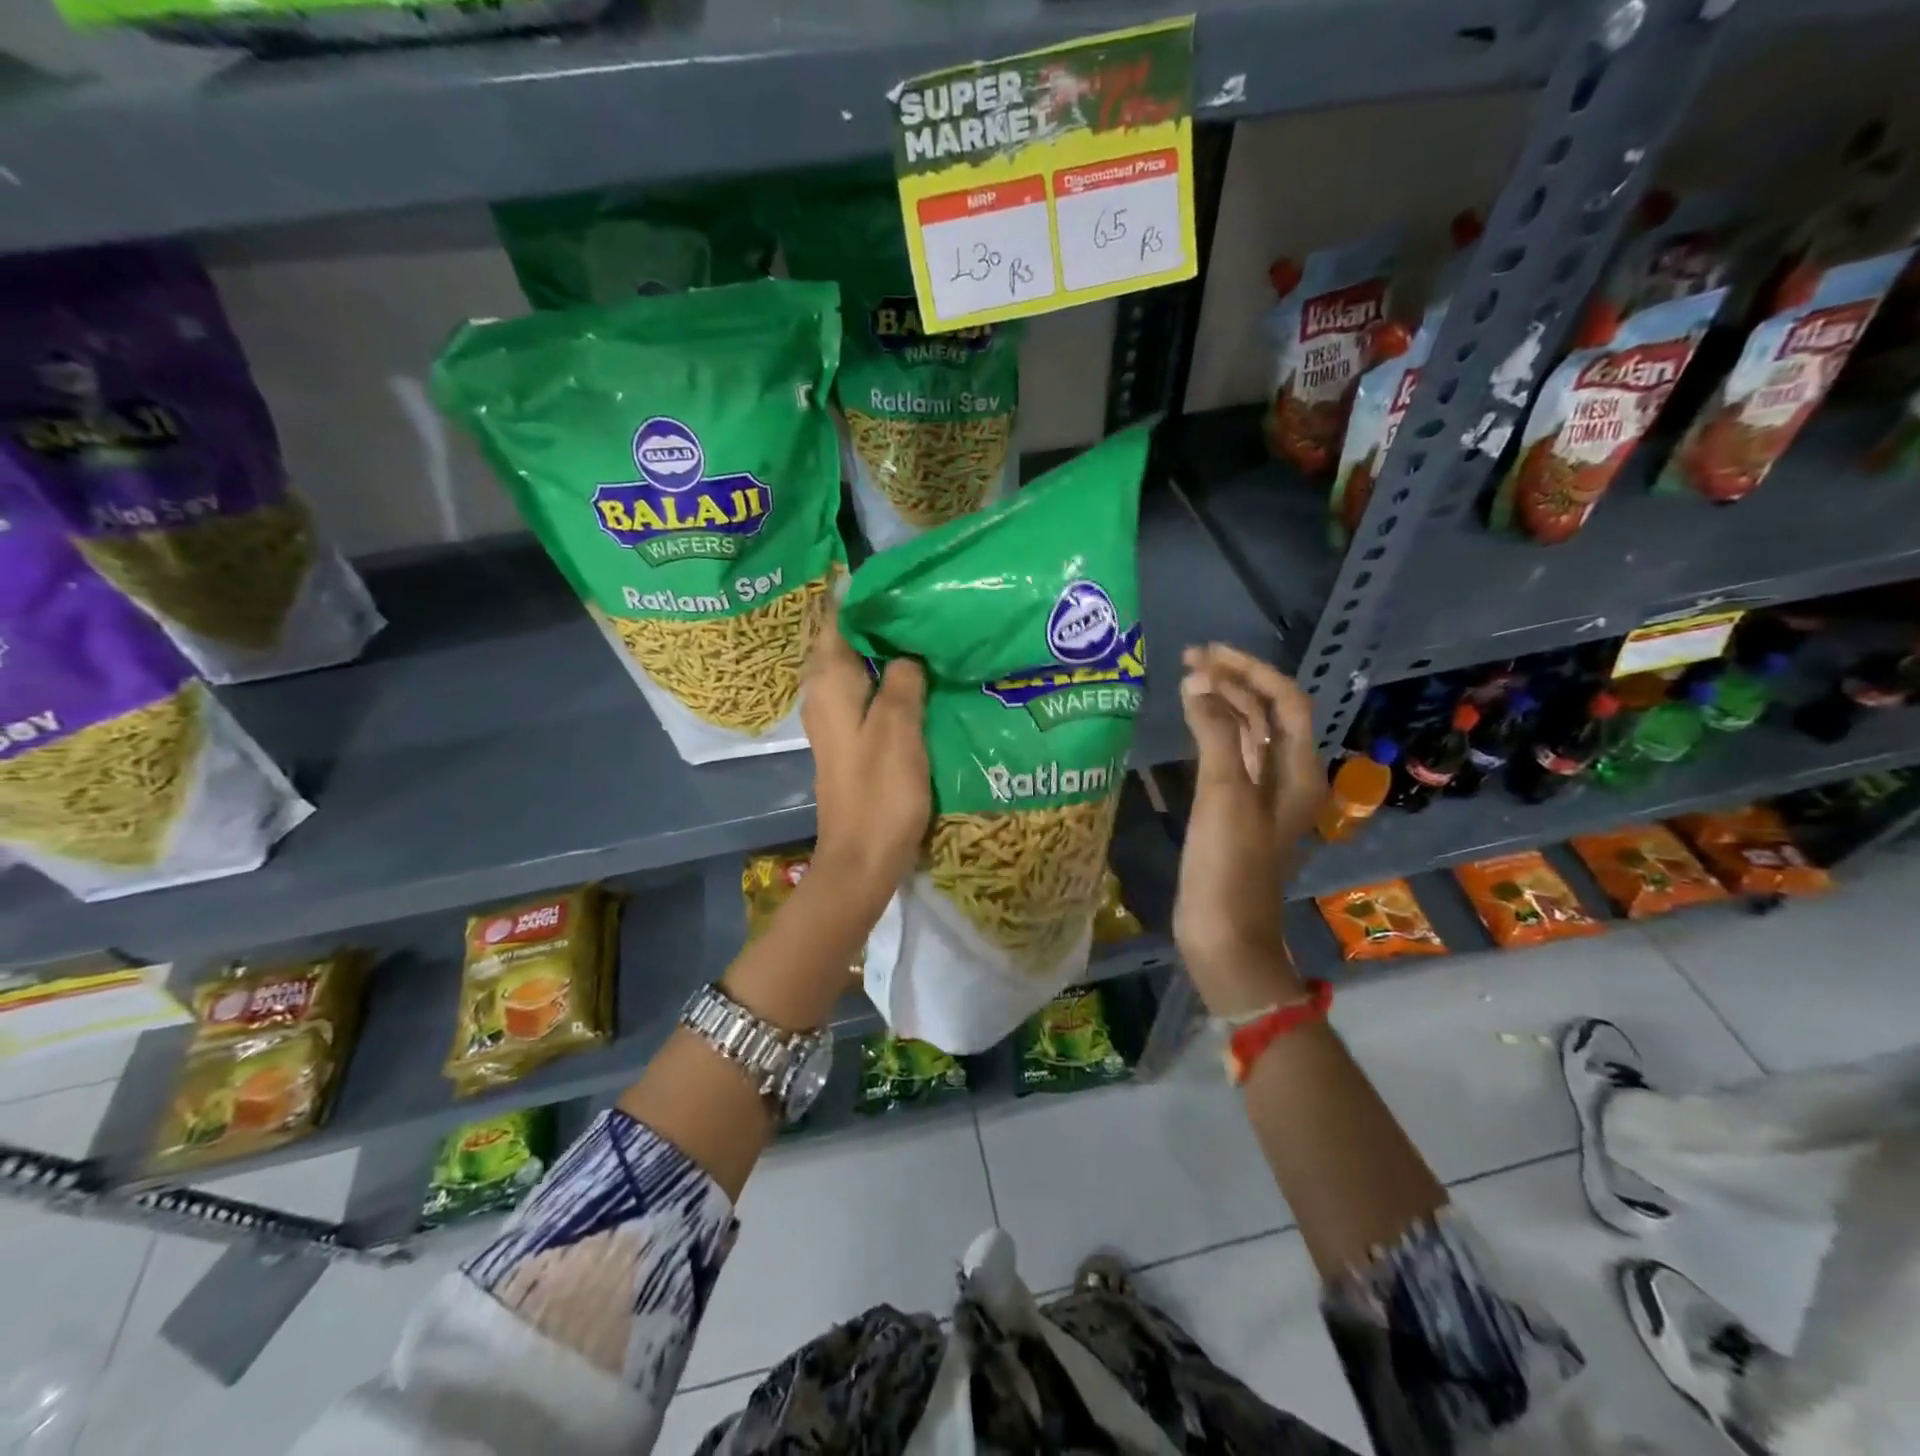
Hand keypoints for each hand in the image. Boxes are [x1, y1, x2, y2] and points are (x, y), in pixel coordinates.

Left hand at [801, 615, 930, 909]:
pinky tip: (917, 679)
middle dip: (878, 620)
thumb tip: (906, 652)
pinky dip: (886, 679)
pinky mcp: (849, 740)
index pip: (837, 619)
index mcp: (829, 684)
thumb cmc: (879, 792)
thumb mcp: (898, 728)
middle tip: (922, 601)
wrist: (862, 859)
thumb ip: (902, 681)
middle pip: (846, 642)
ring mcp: (835, 719)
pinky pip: (865, 694)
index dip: (862, 595)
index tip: (898, 577)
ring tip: (925, 631)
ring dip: (884, 650)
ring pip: (857, 668)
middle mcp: (824, 695)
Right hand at [1174, 644, 1324, 1016]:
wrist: (1225, 935)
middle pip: (1266, 714)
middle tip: (1189, 660)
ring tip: (1185, 682)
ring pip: (1247, 735)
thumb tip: (1198, 684)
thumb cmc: (1229, 865)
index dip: (1250, 671)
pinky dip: (1211, 734)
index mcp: (1297, 771)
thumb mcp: (1225, 794)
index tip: (1208, 654)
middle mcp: (1286, 777)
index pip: (1285, 701)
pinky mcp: (1235, 812)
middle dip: (1232, 682)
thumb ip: (1216, 734)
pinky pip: (1229, 758)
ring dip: (1221, 705)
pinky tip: (1189, 725)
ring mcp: (1260, 796)